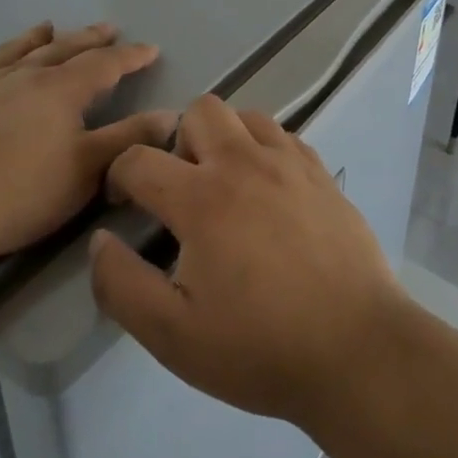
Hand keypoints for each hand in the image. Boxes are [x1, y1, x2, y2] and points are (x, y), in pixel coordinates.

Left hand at [0, 22, 172, 272]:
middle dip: (88, 39)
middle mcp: (20, 77)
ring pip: (12, 52)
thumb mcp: (85, 172)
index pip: (105, 65)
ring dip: (34, 38)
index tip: (151, 48)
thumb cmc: (16, 194)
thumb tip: (171, 114)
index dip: (130, 56)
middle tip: (107, 27)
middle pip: (61, 49)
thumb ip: (128, 141)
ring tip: (47, 25)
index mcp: (59, 91)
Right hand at [88, 95, 408, 428]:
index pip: (140, 158)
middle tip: (181, 190)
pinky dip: (263, 149)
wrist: (356, 347)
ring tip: (225, 186)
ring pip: (245, 115)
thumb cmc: (260, 347)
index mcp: (202, 198)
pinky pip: (283, 136)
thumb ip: (122, 285)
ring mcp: (289, 163)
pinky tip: (267, 192)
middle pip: (199, 110)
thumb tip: (101, 240)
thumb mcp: (172, 335)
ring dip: (224, 138)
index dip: (118, 176)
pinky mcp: (321, 173)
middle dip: (176, 140)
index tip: (123, 204)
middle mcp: (245, 163)